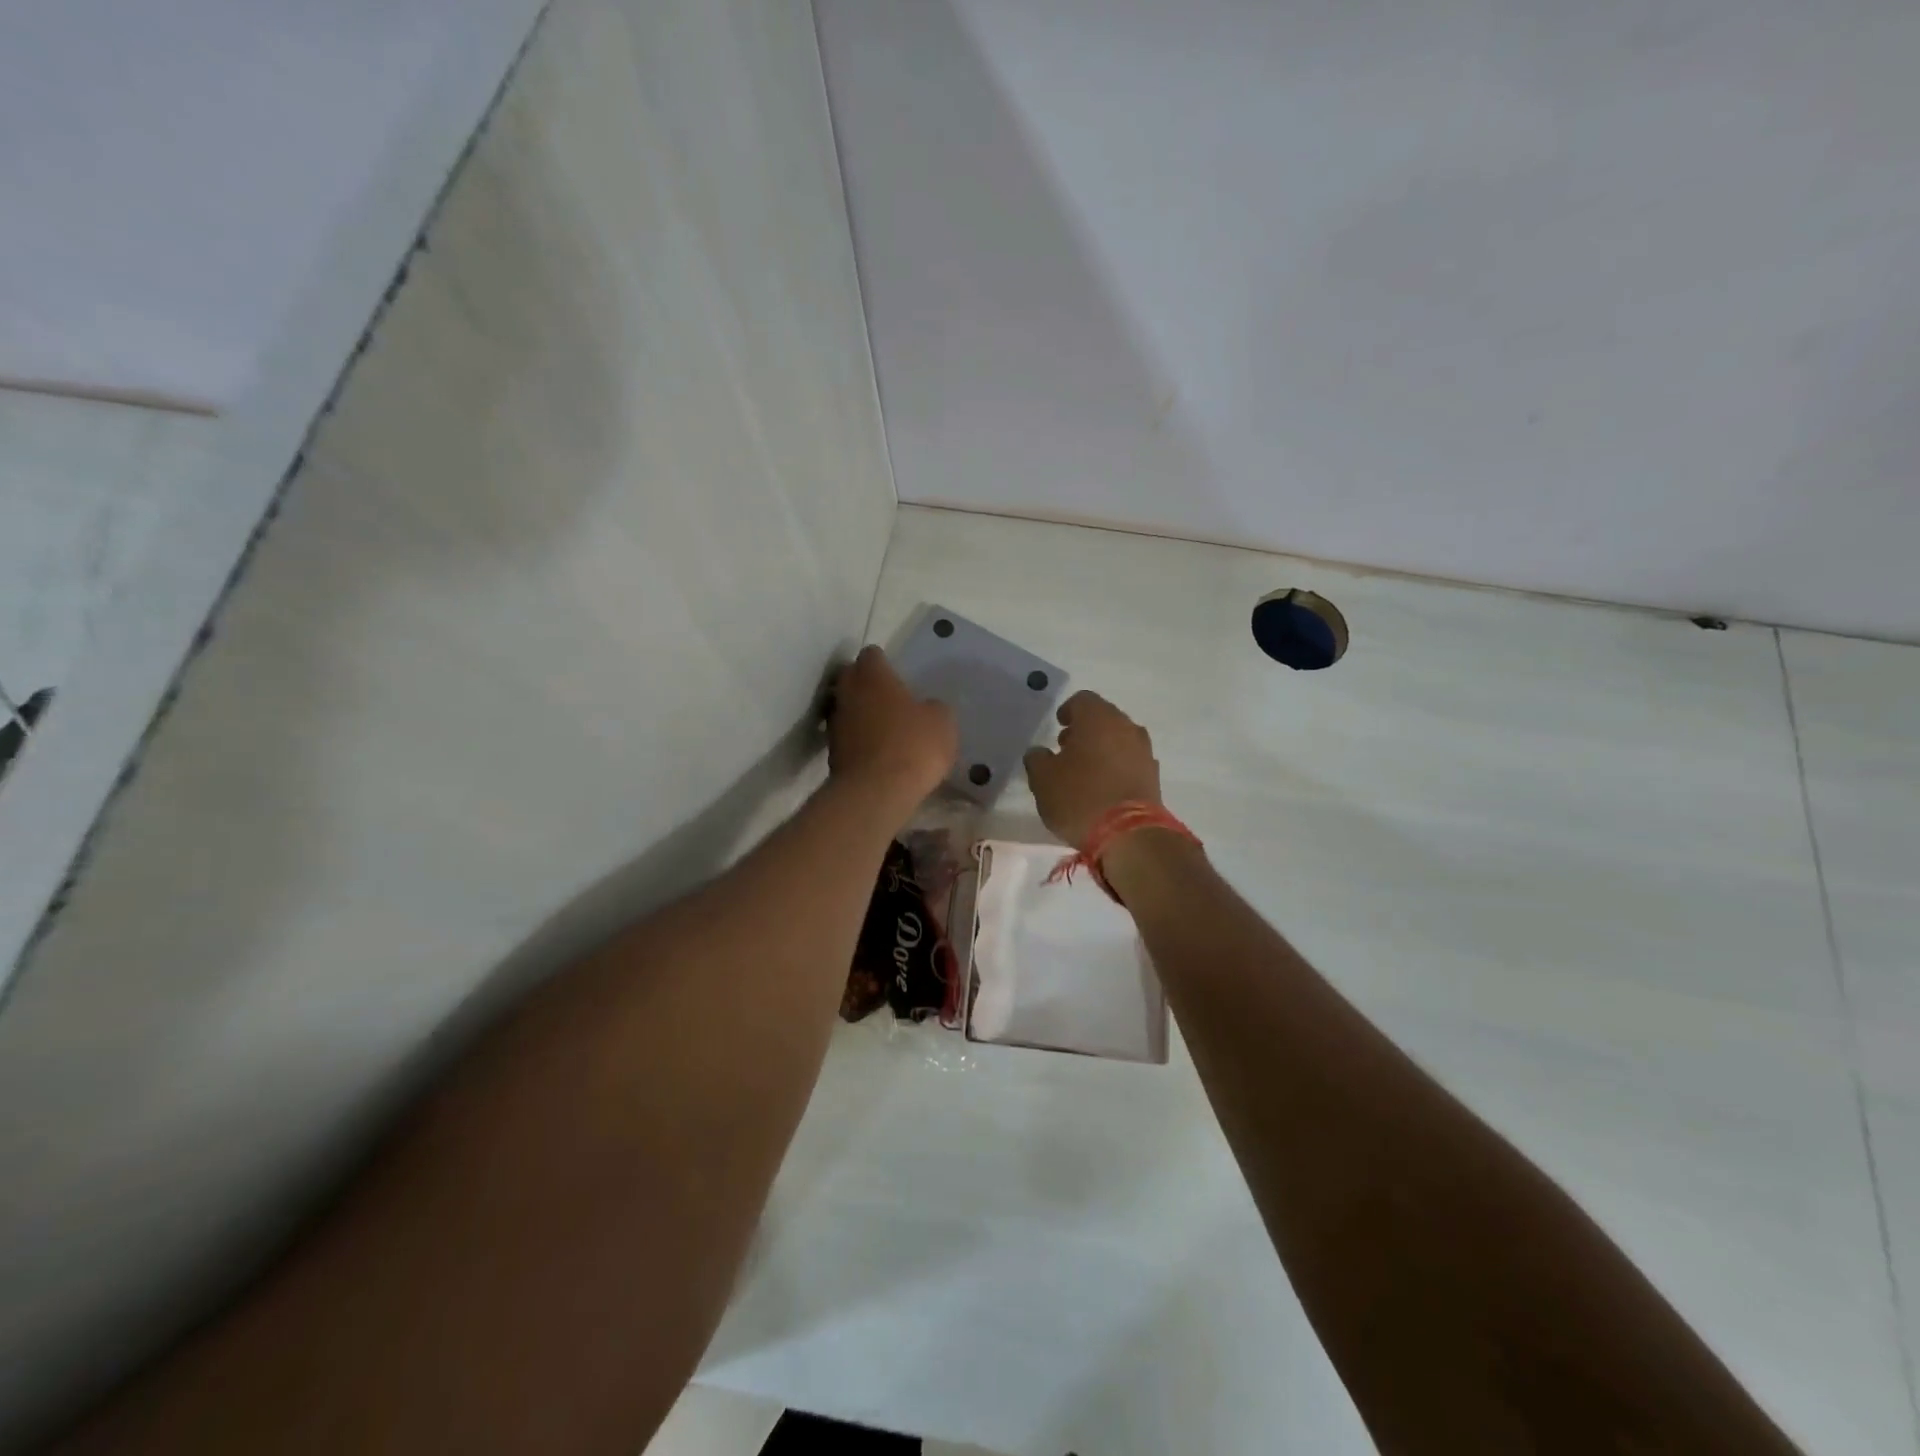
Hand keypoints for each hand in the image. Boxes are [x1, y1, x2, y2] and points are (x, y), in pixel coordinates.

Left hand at [828, 646, 957, 814]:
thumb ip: (933, 708)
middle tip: (888, 698)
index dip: (884, 663)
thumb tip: (927, 708)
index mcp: (873, 676)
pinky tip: (877, 753)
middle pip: (851, 677)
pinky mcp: (831, 752)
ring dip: (860, 713)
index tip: (896, 675)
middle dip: (866, 684)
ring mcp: (835, 723)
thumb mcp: (941, 722)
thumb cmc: (913, 745)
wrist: (876, 792)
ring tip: (883, 728)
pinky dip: (858, 740)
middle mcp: (847, 692)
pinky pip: (846, 736)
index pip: (871, 654)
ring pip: (846, 707)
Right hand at [1023, 691, 1162, 847]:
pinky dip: (1116, 767)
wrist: (1128, 835)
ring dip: (1102, 749)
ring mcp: (1144, 751)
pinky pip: (1130, 762)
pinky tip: (1102, 787)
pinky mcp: (1153, 776)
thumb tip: (1039, 753)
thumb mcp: (1043, 779)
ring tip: (1084, 772)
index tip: (1058, 727)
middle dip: (1085, 730)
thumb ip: (1037, 759)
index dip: (1067, 711)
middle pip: (1104, 718)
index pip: (1082, 700)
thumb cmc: (1079, 797)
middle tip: (1067, 749)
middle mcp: (1126, 727)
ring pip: (1119, 740)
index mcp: (1098, 718)